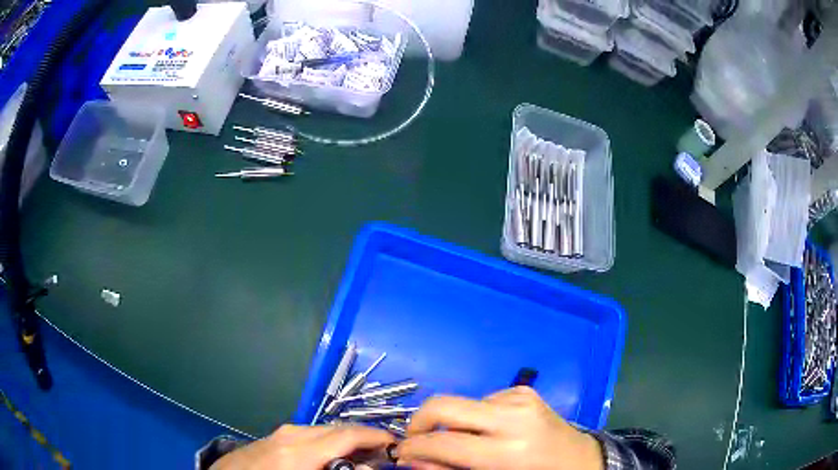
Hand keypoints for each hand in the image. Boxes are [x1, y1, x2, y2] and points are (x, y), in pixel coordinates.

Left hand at [211, 424, 394, 469]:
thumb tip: (369, 468)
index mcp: (300, 450)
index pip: (347, 434)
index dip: (376, 436)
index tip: (397, 444)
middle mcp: (293, 434)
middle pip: (339, 430)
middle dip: (365, 440)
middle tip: (384, 456)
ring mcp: (283, 432)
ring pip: (326, 431)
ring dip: (348, 442)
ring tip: (362, 459)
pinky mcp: (277, 436)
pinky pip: (312, 435)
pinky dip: (330, 443)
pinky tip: (333, 457)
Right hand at [397, 387, 603, 469]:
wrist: (580, 460)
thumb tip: (411, 459)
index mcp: (508, 450)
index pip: (442, 442)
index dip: (413, 448)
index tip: (401, 454)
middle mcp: (513, 416)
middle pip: (442, 405)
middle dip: (418, 422)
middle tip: (416, 441)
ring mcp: (520, 397)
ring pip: (460, 403)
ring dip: (451, 423)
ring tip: (463, 443)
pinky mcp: (523, 390)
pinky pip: (481, 400)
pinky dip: (473, 417)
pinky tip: (488, 432)